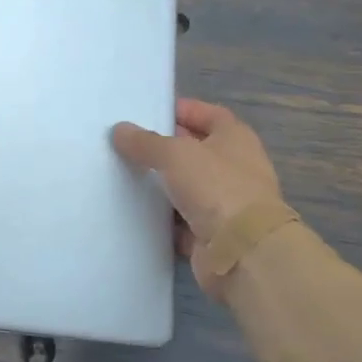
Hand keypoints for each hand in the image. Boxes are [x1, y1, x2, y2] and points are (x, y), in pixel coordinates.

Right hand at [112, 99, 282, 267]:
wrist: (242, 251)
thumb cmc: (216, 187)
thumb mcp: (174, 154)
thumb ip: (144, 141)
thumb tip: (120, 130)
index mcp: (235, 139)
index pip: (209, 115)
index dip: (183, 110)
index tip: (149, 111)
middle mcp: (234, 168)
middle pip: (195, 151)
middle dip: (164, 147)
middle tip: (127, 142)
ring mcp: (224, 203)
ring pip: (185, 187)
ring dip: (160, 184)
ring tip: (122, 174)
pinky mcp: (211, 233)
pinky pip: (179, 219)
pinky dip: (161, 216)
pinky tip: (132, 210)